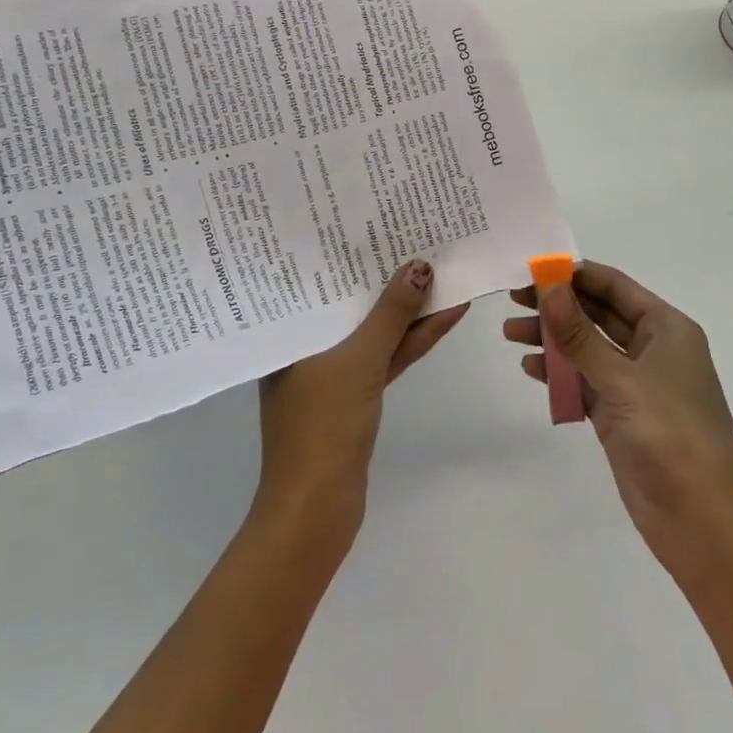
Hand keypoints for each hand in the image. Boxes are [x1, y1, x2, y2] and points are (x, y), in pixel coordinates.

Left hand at [256, 259, 467, 537]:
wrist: (317, 509)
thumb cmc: (324, 426)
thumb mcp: (359, 360)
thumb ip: (391, 315)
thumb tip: (420, 267)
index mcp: (289, 331)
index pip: (321, 279)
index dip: (353, 252)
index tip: (381, 223)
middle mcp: (306, 344)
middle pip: (351, 302)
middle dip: (387, 277)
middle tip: (418, 238)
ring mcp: (332, 369)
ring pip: (373, 329)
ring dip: (408, 309)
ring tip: (444, 271)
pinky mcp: (355, 392)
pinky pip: (385, 355)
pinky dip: (411, 340)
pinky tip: (442, 316)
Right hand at [504, 261, 732, 582]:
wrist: (703, 522)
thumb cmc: (671, 436)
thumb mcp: (621, 379)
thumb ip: (580, 333)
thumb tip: (549, 286)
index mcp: (667, 329)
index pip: (615, 287)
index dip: (575, 275)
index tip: (532, 268)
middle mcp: (654, 350)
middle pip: (599, 315)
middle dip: (558, 307)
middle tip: (512, 300)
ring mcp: (638, 386)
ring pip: (589, 350)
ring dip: (554, 340)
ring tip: (511, 335)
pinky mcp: (623, 418)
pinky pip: (586, 384)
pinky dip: (561, 376)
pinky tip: (532, 370)